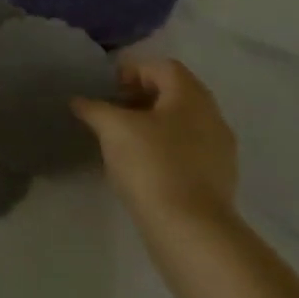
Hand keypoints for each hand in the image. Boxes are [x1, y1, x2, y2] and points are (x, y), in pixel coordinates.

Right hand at [73, 59, 238, 232]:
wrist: (191, 231)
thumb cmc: (152, 164)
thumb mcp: (112, 128)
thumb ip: (94, 108)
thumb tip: (78, 101)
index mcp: (191, 96)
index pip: (163, 67)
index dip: (133, 71)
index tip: (108, 90)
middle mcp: (212, 117)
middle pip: (175, 93)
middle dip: (142, 97)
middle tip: (113, 112)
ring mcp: (220, 151)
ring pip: (182, 123)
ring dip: (153, 124)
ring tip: (123, 141)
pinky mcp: (219, 180)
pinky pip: (189, 150)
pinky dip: (165, 149)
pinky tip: (143, 167)